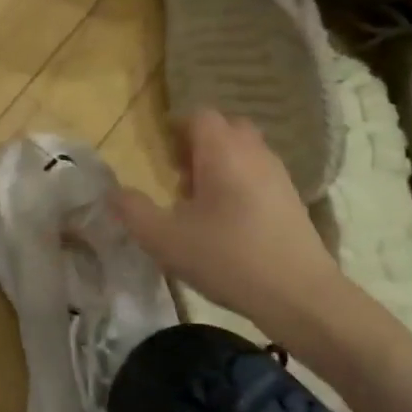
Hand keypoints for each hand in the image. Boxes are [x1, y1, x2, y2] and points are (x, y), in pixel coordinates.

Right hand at [112, 109, 351, 334]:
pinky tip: (226, 221)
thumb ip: (133, 211)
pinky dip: (239, 183)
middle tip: (178, 174)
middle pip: (225, 129)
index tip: (159, 151)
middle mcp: (254, 153)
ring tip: (198, 201)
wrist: (299, 295)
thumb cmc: (227, 258)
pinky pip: (258, 174)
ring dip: (219, 165)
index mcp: (223, 152)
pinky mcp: (291, 200)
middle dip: (198, 144)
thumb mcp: (165, 239)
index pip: (200, 116)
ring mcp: (278, 176)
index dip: (176, 127)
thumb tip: (113, 192)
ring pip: (244, 152)